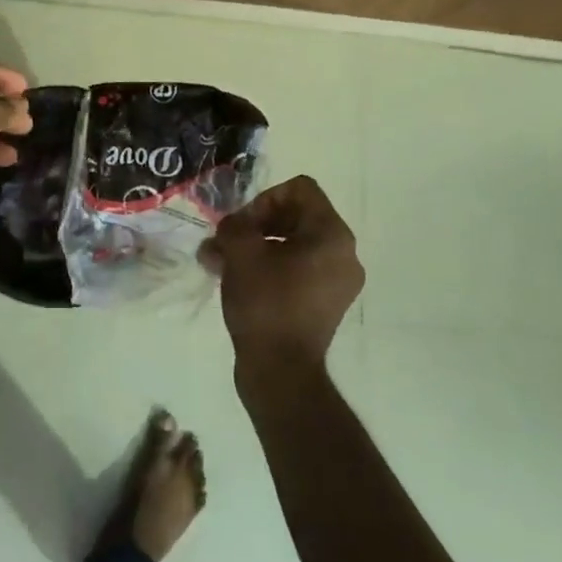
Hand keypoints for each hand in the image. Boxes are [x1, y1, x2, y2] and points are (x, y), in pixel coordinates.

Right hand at [203, 176, 364, 374]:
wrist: (281, 371)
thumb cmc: (265, 304)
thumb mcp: (241, 253)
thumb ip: (235, 225)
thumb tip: (233, 227)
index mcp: (332, 235)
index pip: (300, 189)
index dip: (265, 199)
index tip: (243, 226)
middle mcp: (344, 254)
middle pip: (296, 215)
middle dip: (254, 224)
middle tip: (225, 242)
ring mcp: (337, 281)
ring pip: (291, 244)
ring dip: (254, 246)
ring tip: (218, 261)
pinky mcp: (324, 303)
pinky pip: (296, 269)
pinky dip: (267, 267)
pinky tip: (234, 279)